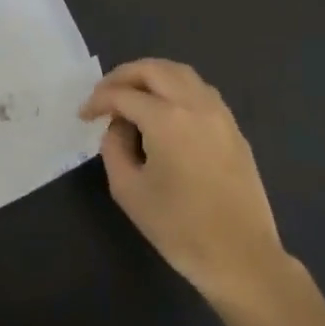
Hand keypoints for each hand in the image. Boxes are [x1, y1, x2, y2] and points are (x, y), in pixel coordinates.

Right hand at [80, 58, 287, 304]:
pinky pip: (200, 91)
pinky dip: (176, 88)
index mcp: (166, 118)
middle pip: (154, 69)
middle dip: (123, 76)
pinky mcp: (233, 128)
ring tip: (133, 96)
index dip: (98, 100)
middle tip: (104, 95)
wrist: (240, 256)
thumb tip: (119, 126)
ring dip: (152, 76)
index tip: (84, 115)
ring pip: (181, 73)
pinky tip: (164, 110)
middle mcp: (195, 104)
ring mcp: (219, 113)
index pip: (123, 94)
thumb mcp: (128, 190)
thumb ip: (114, 148)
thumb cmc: (178, 227)